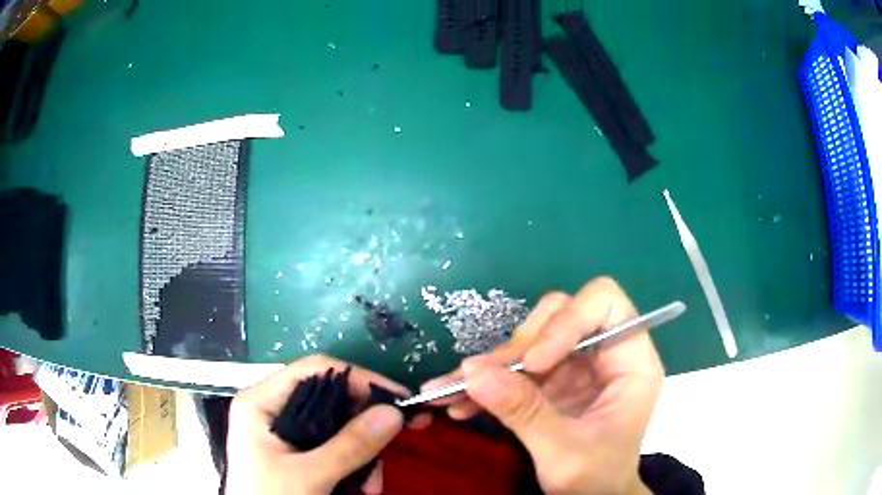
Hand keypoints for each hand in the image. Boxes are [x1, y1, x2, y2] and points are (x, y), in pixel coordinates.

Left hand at [225, 355, 408, 494]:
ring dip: (364, 457)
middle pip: (332, 400)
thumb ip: (350, 446)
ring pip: (339, 429)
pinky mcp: (299, 455)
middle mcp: (274, 411)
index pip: (315, 370)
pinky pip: (337, 450)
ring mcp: (287, 434)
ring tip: (370, 487)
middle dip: (365, 428)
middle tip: (398, 441)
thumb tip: (393, 412)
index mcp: (261, 402)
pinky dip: (356, 468)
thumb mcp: (309, 475)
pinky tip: (362, 489)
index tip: (397, 398)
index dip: (358, 379)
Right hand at [423, 277, 662, 494]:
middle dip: (520, 346)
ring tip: (450, 390)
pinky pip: (515, 368)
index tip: (534, 363)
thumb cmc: (596, 480)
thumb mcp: (563, 452)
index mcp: (631, 363)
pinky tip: (456, 402)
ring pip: (531, 340)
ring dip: (491, 365)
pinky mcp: (552, 383)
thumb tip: (473, 373)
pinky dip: (486, 383)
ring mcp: (576, 367)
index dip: (567, 322)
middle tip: (483, 377)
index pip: (605, 305)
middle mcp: (604, 356)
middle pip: (561, 315)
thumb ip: (525, 413)